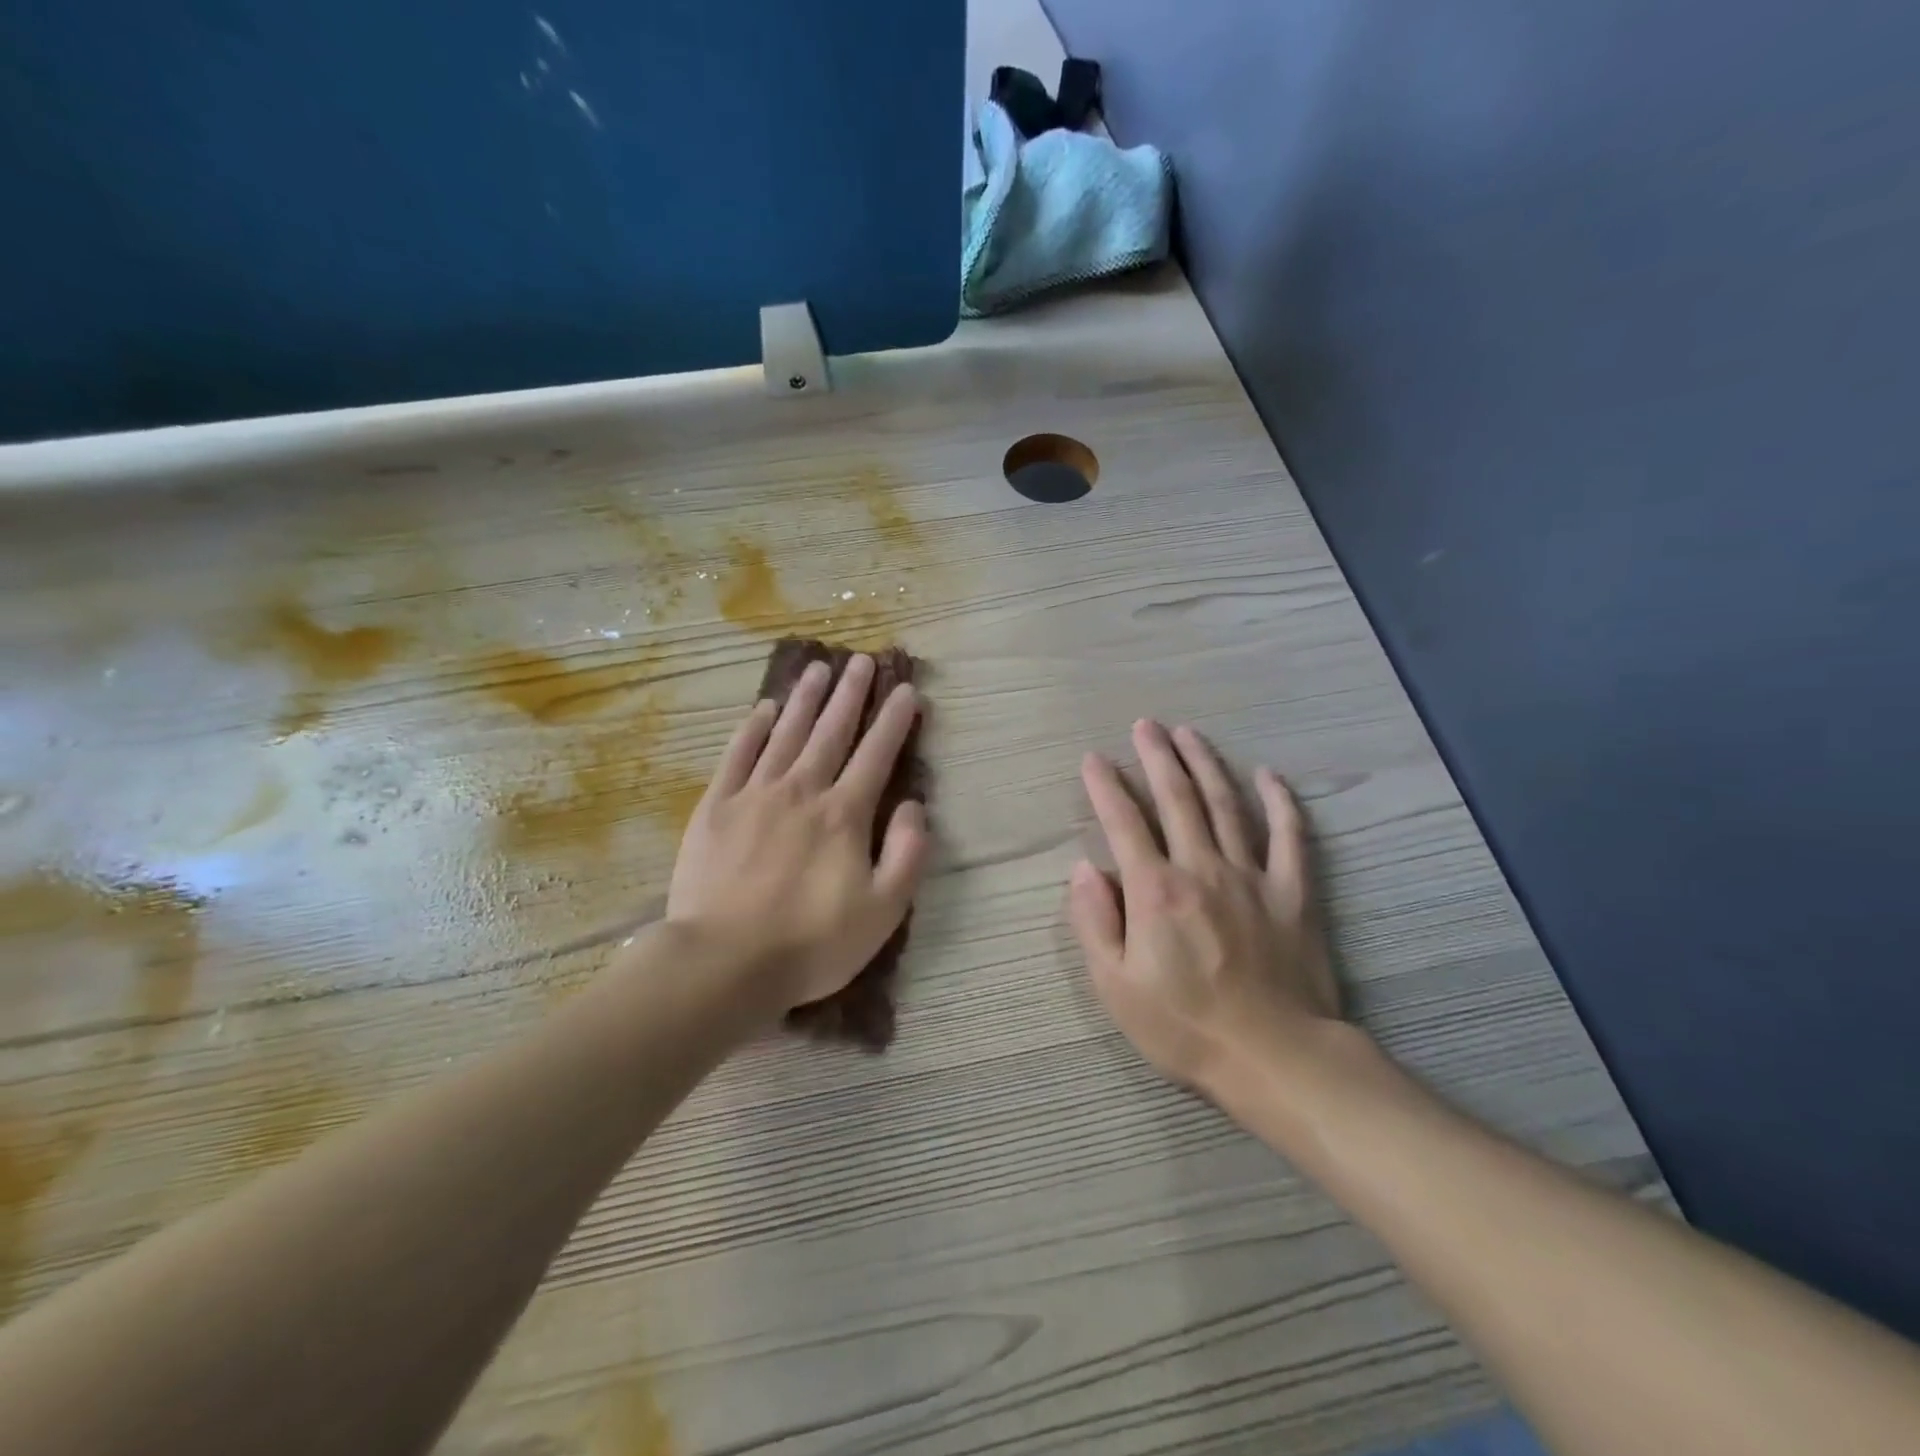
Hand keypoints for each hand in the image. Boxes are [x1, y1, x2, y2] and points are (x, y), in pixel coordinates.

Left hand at [666, 655, 930, 1012]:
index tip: (905, 690)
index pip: (876, 755)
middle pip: (831, 732)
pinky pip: (737, 755)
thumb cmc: (811, 943)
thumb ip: (907, 853)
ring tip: (818, 668)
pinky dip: (752, 728)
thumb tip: (914, 805)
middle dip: (850, 694)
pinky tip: (764, 709)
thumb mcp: (883, 911)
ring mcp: (755, 794)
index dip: (894, 721)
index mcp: (844, 814)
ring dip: (805, 699)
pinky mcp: (715, 807)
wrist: (723, 962)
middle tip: (860, 660)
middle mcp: (802, 791)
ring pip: (786, 733)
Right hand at [1068, 719, 1341, 1096]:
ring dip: (1205, 764)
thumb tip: (1083, 870)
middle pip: (1177, 799)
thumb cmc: (1185, 1028)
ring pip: (1226, 805)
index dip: (1105, 787)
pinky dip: (1281, 803)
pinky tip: (1269, 775)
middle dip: (1157, 757)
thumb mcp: (1116, 987)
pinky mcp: (1293, 893)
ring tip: (1189, 733)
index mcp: (1155, 890)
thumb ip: (1094, 922)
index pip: (1123, 823)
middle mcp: (1202, 868)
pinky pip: (1290, 837)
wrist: (1275, 1059)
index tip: (1092, 759)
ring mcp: (1252, 876)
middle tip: (1145, 725)